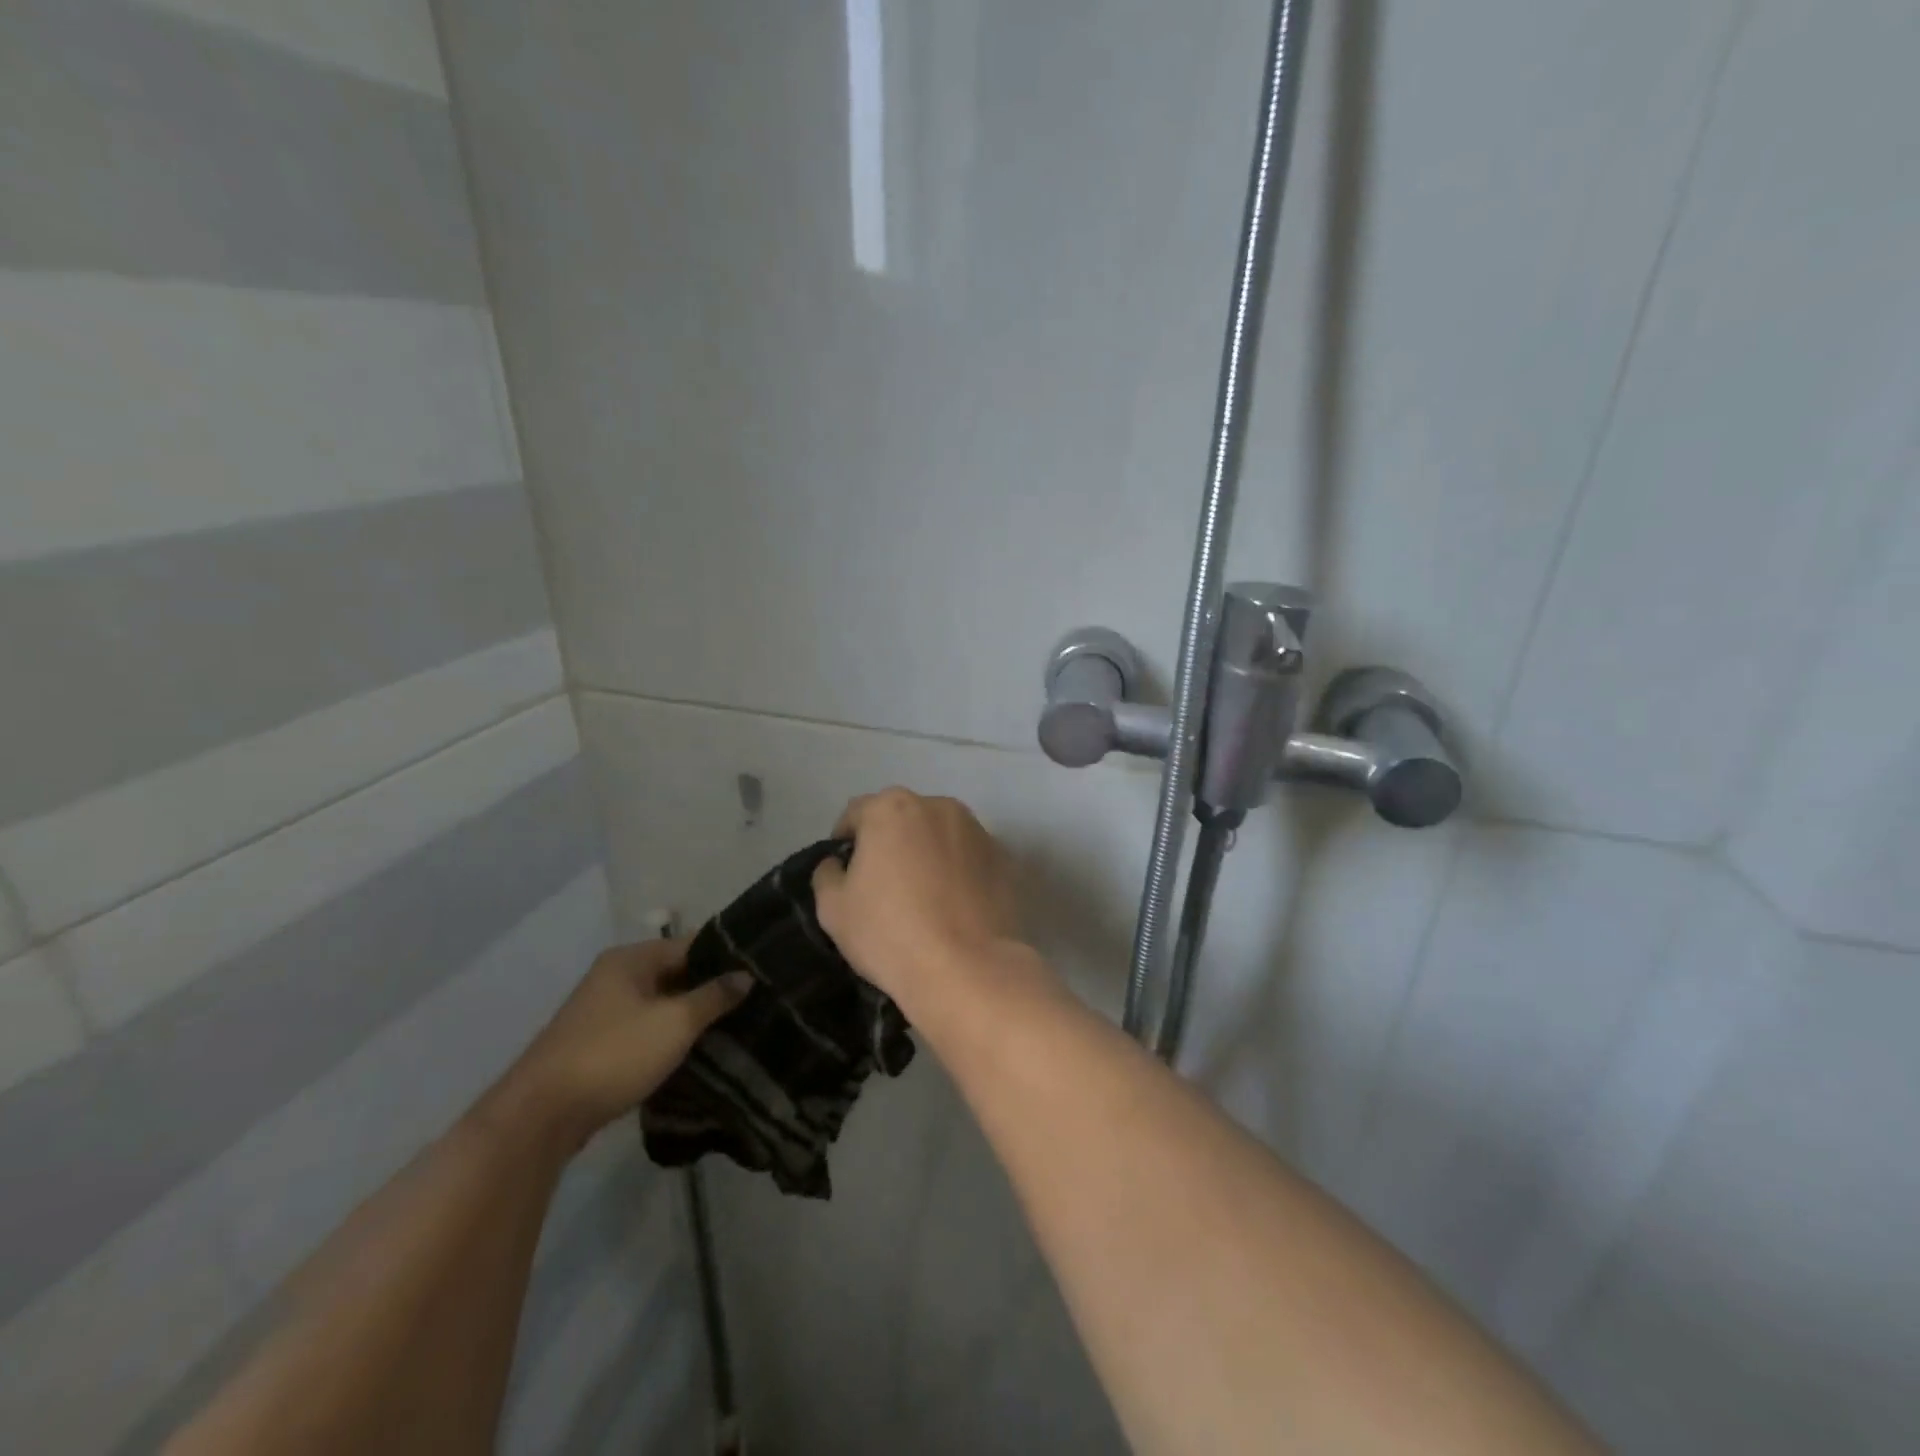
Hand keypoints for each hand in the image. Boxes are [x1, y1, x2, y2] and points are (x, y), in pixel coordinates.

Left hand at [497, 940, 750, 1150]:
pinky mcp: (598, 1047)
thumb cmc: (614, 1054)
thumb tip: (746, 975)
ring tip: (734, 1027)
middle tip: (753, 1001)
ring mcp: (602, 1013)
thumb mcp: (675, 1023)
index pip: (690, 944)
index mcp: (630, 959)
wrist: (540, 1117)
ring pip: (660, 1005)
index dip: (725, 956)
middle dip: (710, 989)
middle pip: (675, 974)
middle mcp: (614, 977)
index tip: (760, 970)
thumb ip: (713, 996)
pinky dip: (668, 1038)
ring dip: (690, 1017)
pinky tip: (697, 1052)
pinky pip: (645, 1031)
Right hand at [812, 788, 1025, 1006]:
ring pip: (940, 835)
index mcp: (892, 808)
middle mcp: (938, 806)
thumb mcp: (833, 909)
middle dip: (890, 841)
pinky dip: (959, 871)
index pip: (857, 813)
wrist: (967, 969)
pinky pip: (969, 857)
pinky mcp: (1004, 858)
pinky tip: (955, 905)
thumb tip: (838, 864)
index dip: (846, 840)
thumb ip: (827, 874)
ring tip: (924, 895)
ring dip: (928, 852)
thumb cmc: (890, 934)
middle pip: (903, 818)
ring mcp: (977, 830)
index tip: (845, 871)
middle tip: (884, 883)